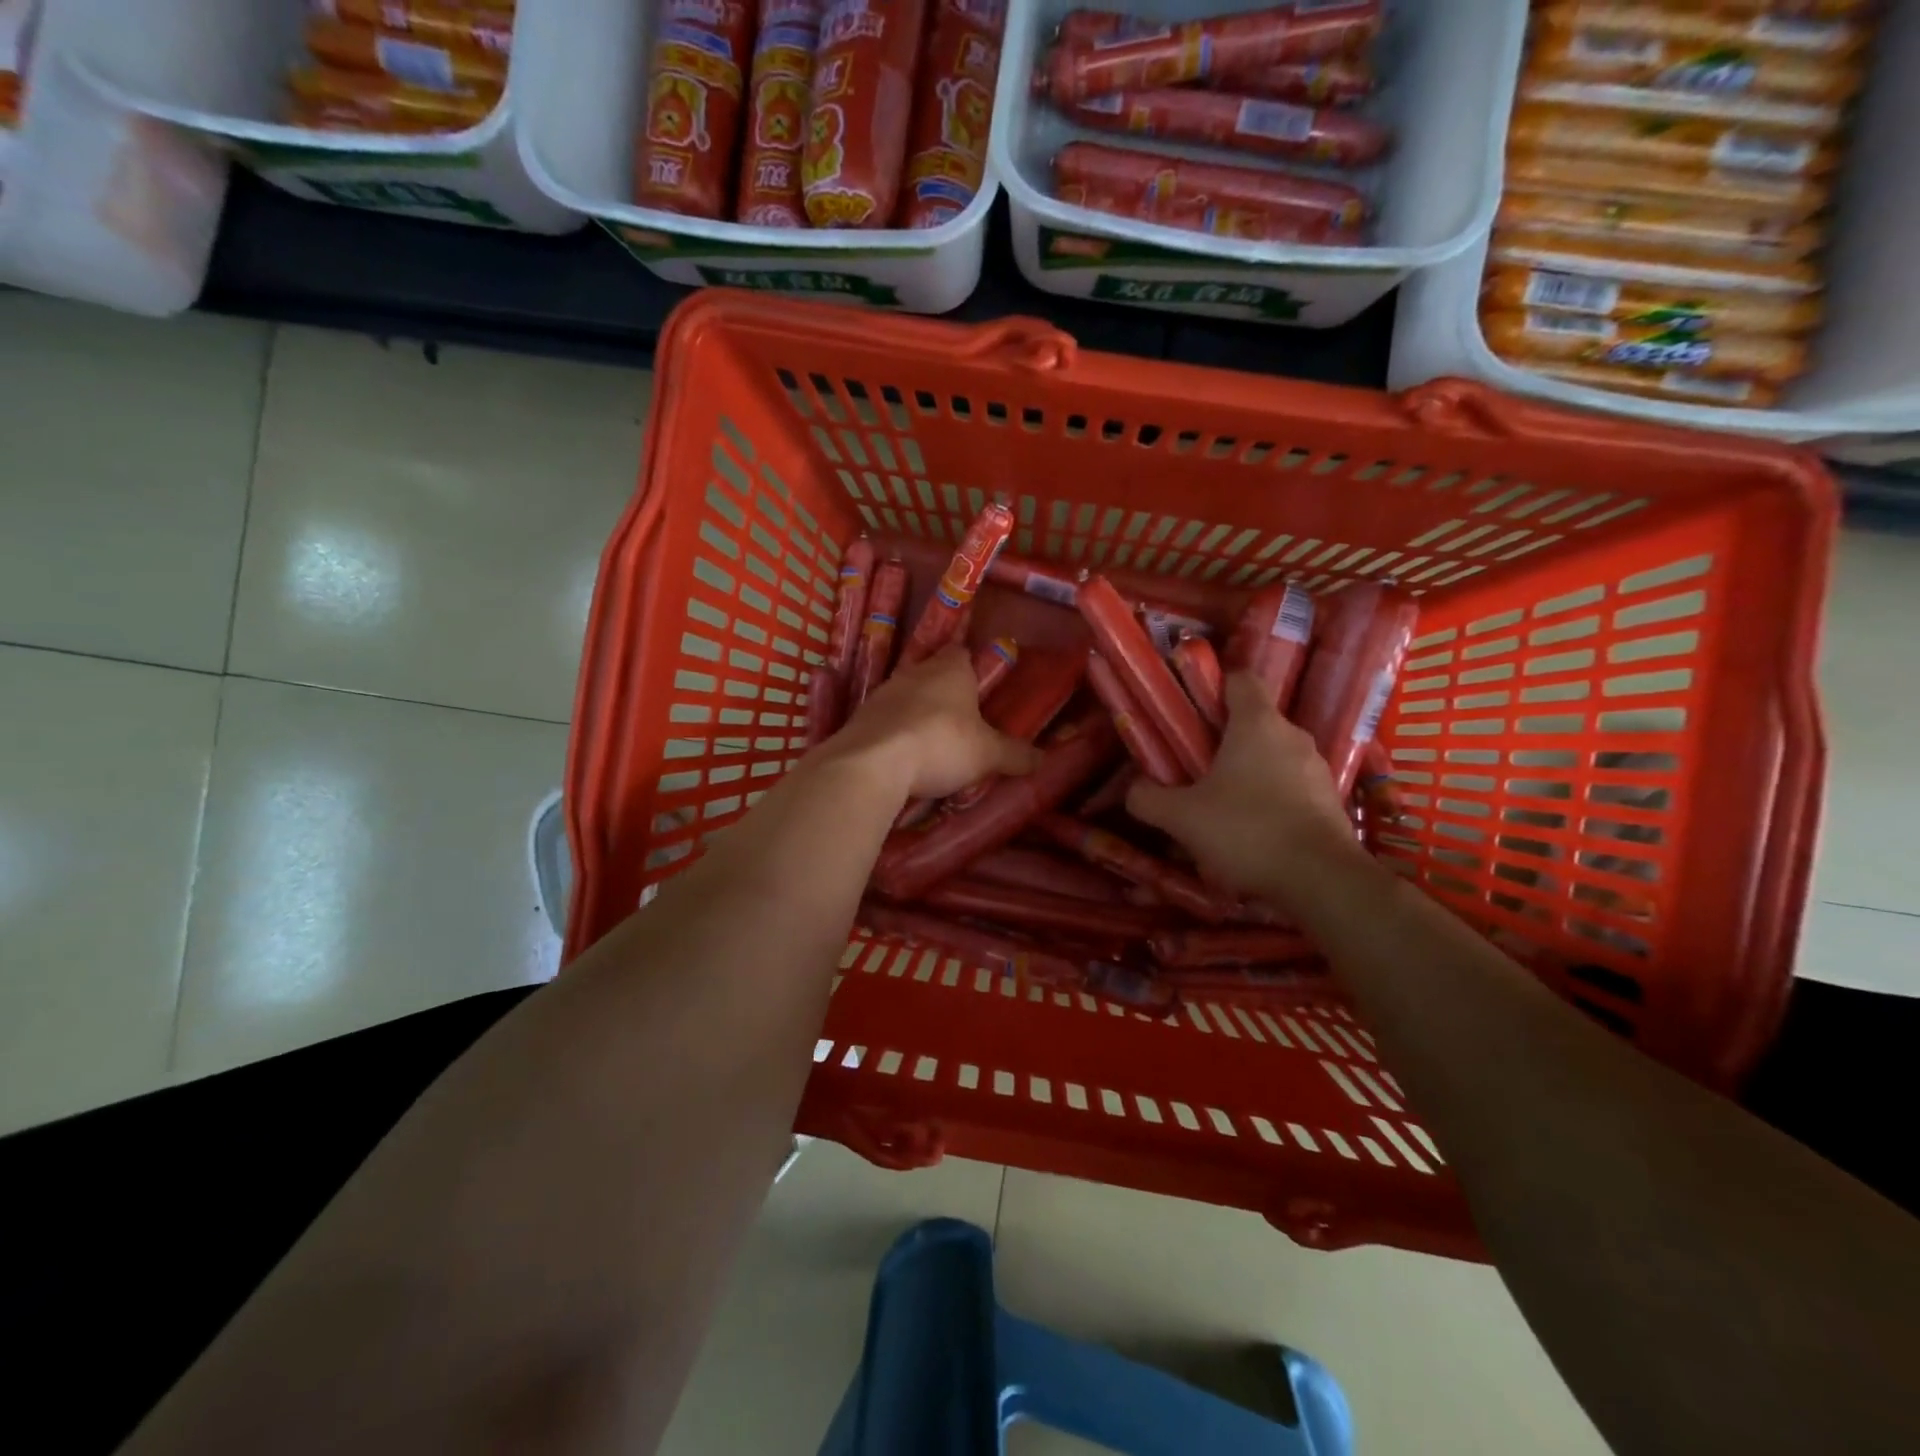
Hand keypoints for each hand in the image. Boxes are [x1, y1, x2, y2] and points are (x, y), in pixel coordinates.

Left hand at [828, 647, 1042, 799]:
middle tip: (961, 721)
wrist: (873, 762)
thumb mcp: (988, 755)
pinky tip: (903, 756)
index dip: (972, 668)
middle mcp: (915, 671)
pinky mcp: (860, 717)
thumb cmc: (942, 744)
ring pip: (906, 696)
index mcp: (951, 669)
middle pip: (933, 674)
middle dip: (945, 694)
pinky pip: (885, 720)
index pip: (962, 653)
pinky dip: (895, 732)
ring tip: (932, 743)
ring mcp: (883, 692)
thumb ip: (1016, 755)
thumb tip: (1044, 759)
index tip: (981, 689)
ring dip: (917, 713)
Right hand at [1126, 672, 1361, 906]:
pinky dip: (1270, 801)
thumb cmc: (1247, 831)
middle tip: (1193, 767)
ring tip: (1220, 807)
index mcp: (1257, 724)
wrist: (1321, 881)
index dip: (1213, 688)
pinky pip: (1291, 789)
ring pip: (1272, 758)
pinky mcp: (1330, 801)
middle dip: (1222, 741)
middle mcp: (1292, 737)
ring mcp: (1317, 769)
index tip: (1190, 711)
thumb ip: (1148, 798)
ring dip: (1247, 774)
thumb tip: (1135, 789)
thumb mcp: (1181, 817)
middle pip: (1253, 722)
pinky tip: (1251, 833)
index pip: (1240, 679)